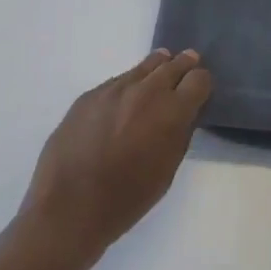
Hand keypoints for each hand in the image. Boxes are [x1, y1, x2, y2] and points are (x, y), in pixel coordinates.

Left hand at [21, 50, 212, 264]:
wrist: (69, 206)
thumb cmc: (126, 199)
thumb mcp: (167, 171)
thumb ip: (179, 134)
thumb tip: (183, 114)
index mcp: (172, 111)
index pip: (199, 78)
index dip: (202, 84)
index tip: (199, 91)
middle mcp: (146, 90)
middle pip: (173, 64)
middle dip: (182, 67)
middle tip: (186, 68)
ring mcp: (115, 88)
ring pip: (144, 67)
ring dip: (155, 71)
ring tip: (157, 75)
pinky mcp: (90, 94)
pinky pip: (117, 81)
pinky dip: (128, 87)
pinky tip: (123, 103)